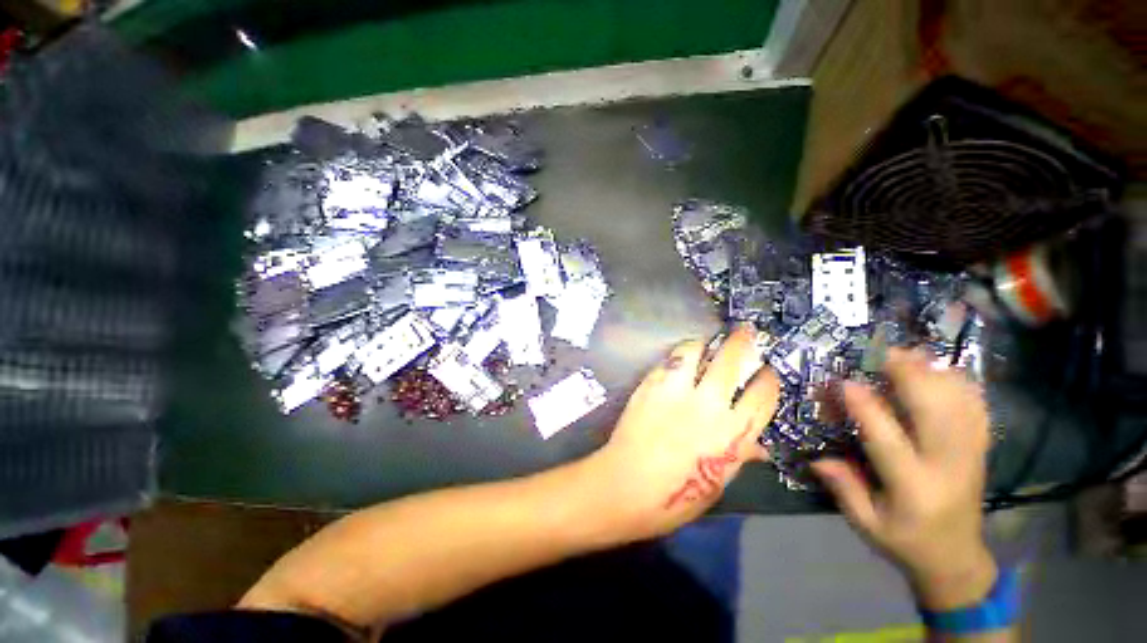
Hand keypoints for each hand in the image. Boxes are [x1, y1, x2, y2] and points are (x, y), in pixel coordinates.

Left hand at [588, 325, 779, 539]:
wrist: (628, 484)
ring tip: (705, 341)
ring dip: (703, 342)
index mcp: (734, 432)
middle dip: (742, 340)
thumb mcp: (718, 483)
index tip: (766, 370)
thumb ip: (739, 455)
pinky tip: (676, 357)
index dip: (768, 378)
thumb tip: (759, 447)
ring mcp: (677, 390)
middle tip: (744, 330)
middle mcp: (710, 403)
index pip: (763, 394)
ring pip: (695, 350)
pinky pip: (667, 360)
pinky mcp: (651, 384)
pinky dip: (676, 355)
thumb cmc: (676, 496)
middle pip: (732, 359)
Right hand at [812, 348, 996, 610]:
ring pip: (959, 405)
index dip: (866, 408)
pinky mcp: (979, 450)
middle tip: (885, 353)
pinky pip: (977, 410)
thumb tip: (816, 458)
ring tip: (910, 355)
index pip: (888, 440)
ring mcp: (969, 456)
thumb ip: (844, 489)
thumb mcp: (866, 524)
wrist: (957, 558)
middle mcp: (946, 466)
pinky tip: (944, 371)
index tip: (845, 382)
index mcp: (913, 487)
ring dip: (936, 375)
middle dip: (912, 378)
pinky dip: (962, 385)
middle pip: (935, 413)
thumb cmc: (905, 541)